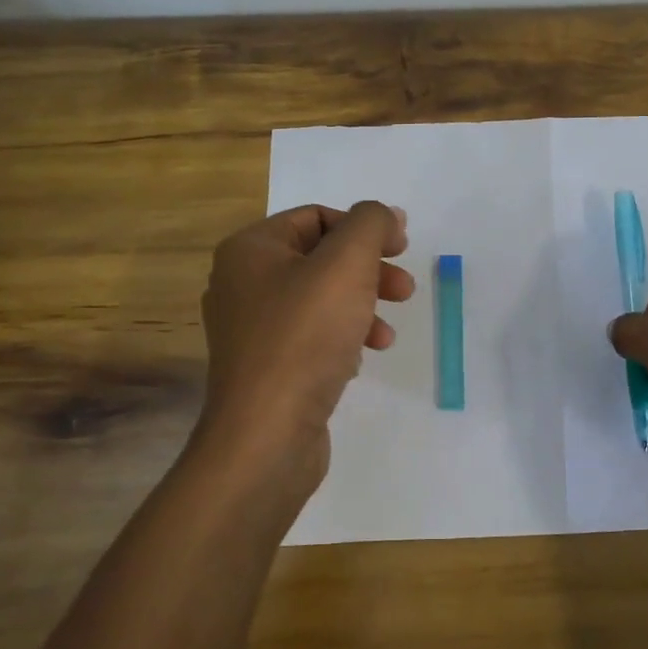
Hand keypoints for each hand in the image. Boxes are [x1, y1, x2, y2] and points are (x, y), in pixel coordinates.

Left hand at [198, 201, 413, 485]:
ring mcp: (251, 329)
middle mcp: (242, 283)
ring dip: (362, 307)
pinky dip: (342, 338)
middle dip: (369, 270)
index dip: (364, 227)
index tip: (403, 247)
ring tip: (388, 333)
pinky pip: (311, 336)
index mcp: (250, 250)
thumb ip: (370, 225)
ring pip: (320, 300)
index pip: (316, 217)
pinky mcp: (265, 367)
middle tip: (405, 289)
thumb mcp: (347, 264)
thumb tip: (385, 214)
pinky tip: (361, 358)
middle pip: (320, 259)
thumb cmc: (305, 337)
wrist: (267, 435)